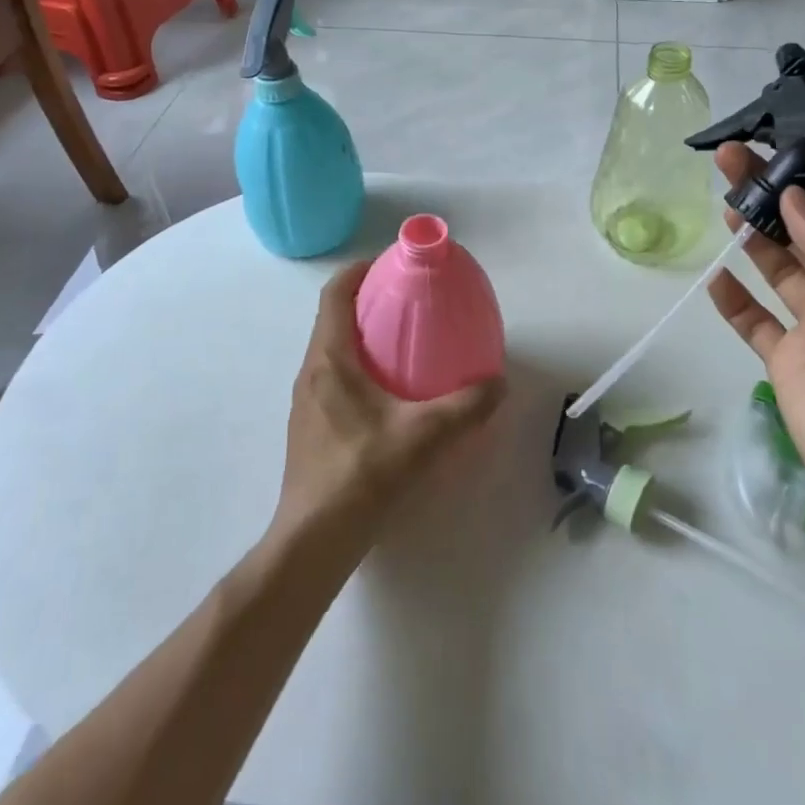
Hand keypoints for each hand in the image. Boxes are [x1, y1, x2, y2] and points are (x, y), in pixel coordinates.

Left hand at [273, 261, 504, 555]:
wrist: (313, 541)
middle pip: (333, 319)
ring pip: (331, 351)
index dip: (358, 270)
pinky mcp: (309, 428)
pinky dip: (358, 368)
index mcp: (329, 359)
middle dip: (367, 302)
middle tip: (408, 303)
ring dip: (361, 337)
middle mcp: (311, 372)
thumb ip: (466, 406)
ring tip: (403, 345)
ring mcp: (305, 402)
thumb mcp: (424, 436)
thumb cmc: (362, 475)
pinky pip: (332, 379)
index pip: (334, 294)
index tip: (389, 264)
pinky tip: (390, 396)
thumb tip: (498, 383)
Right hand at [705, 144, 804, 565]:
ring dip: (751, 231)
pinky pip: (754, 323)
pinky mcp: (788, 364)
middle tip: (731, 156)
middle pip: (803, 228)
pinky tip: (715, 274)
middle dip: (770, 191)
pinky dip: (733, 299)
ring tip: (724, 197)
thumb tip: (792, 197)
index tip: (779, 143)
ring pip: (777, 265)